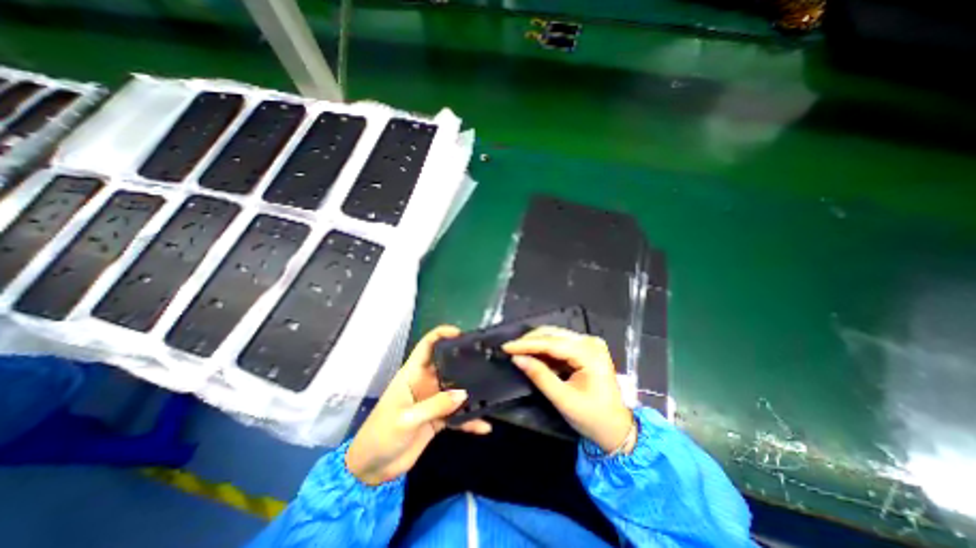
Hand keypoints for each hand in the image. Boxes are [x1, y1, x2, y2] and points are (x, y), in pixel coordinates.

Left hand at [345, 325, 495, 483]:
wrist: (373, 469)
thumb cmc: (381, 435)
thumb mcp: (406, 419)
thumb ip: (435, 406)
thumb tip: (464, 393)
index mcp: (412, 374)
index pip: (427, 346)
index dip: (441, 334)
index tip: (460, 333)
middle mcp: (425, 382)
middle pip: (447, 364)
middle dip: (465, 360)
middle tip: (486, 358)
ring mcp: (433, 400)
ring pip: (456, 389)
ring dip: (471, 391)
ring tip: (492, 389)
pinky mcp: (439, 418)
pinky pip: (458, 415)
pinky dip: (469, 420)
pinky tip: (484, 426)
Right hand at [504, 325, 633, 453]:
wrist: (617, 428)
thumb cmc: (593, 417)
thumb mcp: (563, 399)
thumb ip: (540, 376)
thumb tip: (517, 358)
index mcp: (589, 353)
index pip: (551, 343)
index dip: (526, 344)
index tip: (506, 346)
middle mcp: (590, 342)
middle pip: (553, 334)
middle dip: (530, 341)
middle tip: (509, 349)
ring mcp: (589, 343)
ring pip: (555, 336)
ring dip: (536, 344)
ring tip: (517, 351)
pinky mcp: (585, 349)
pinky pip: (560, 344)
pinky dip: (545, 350)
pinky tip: (533, 355)